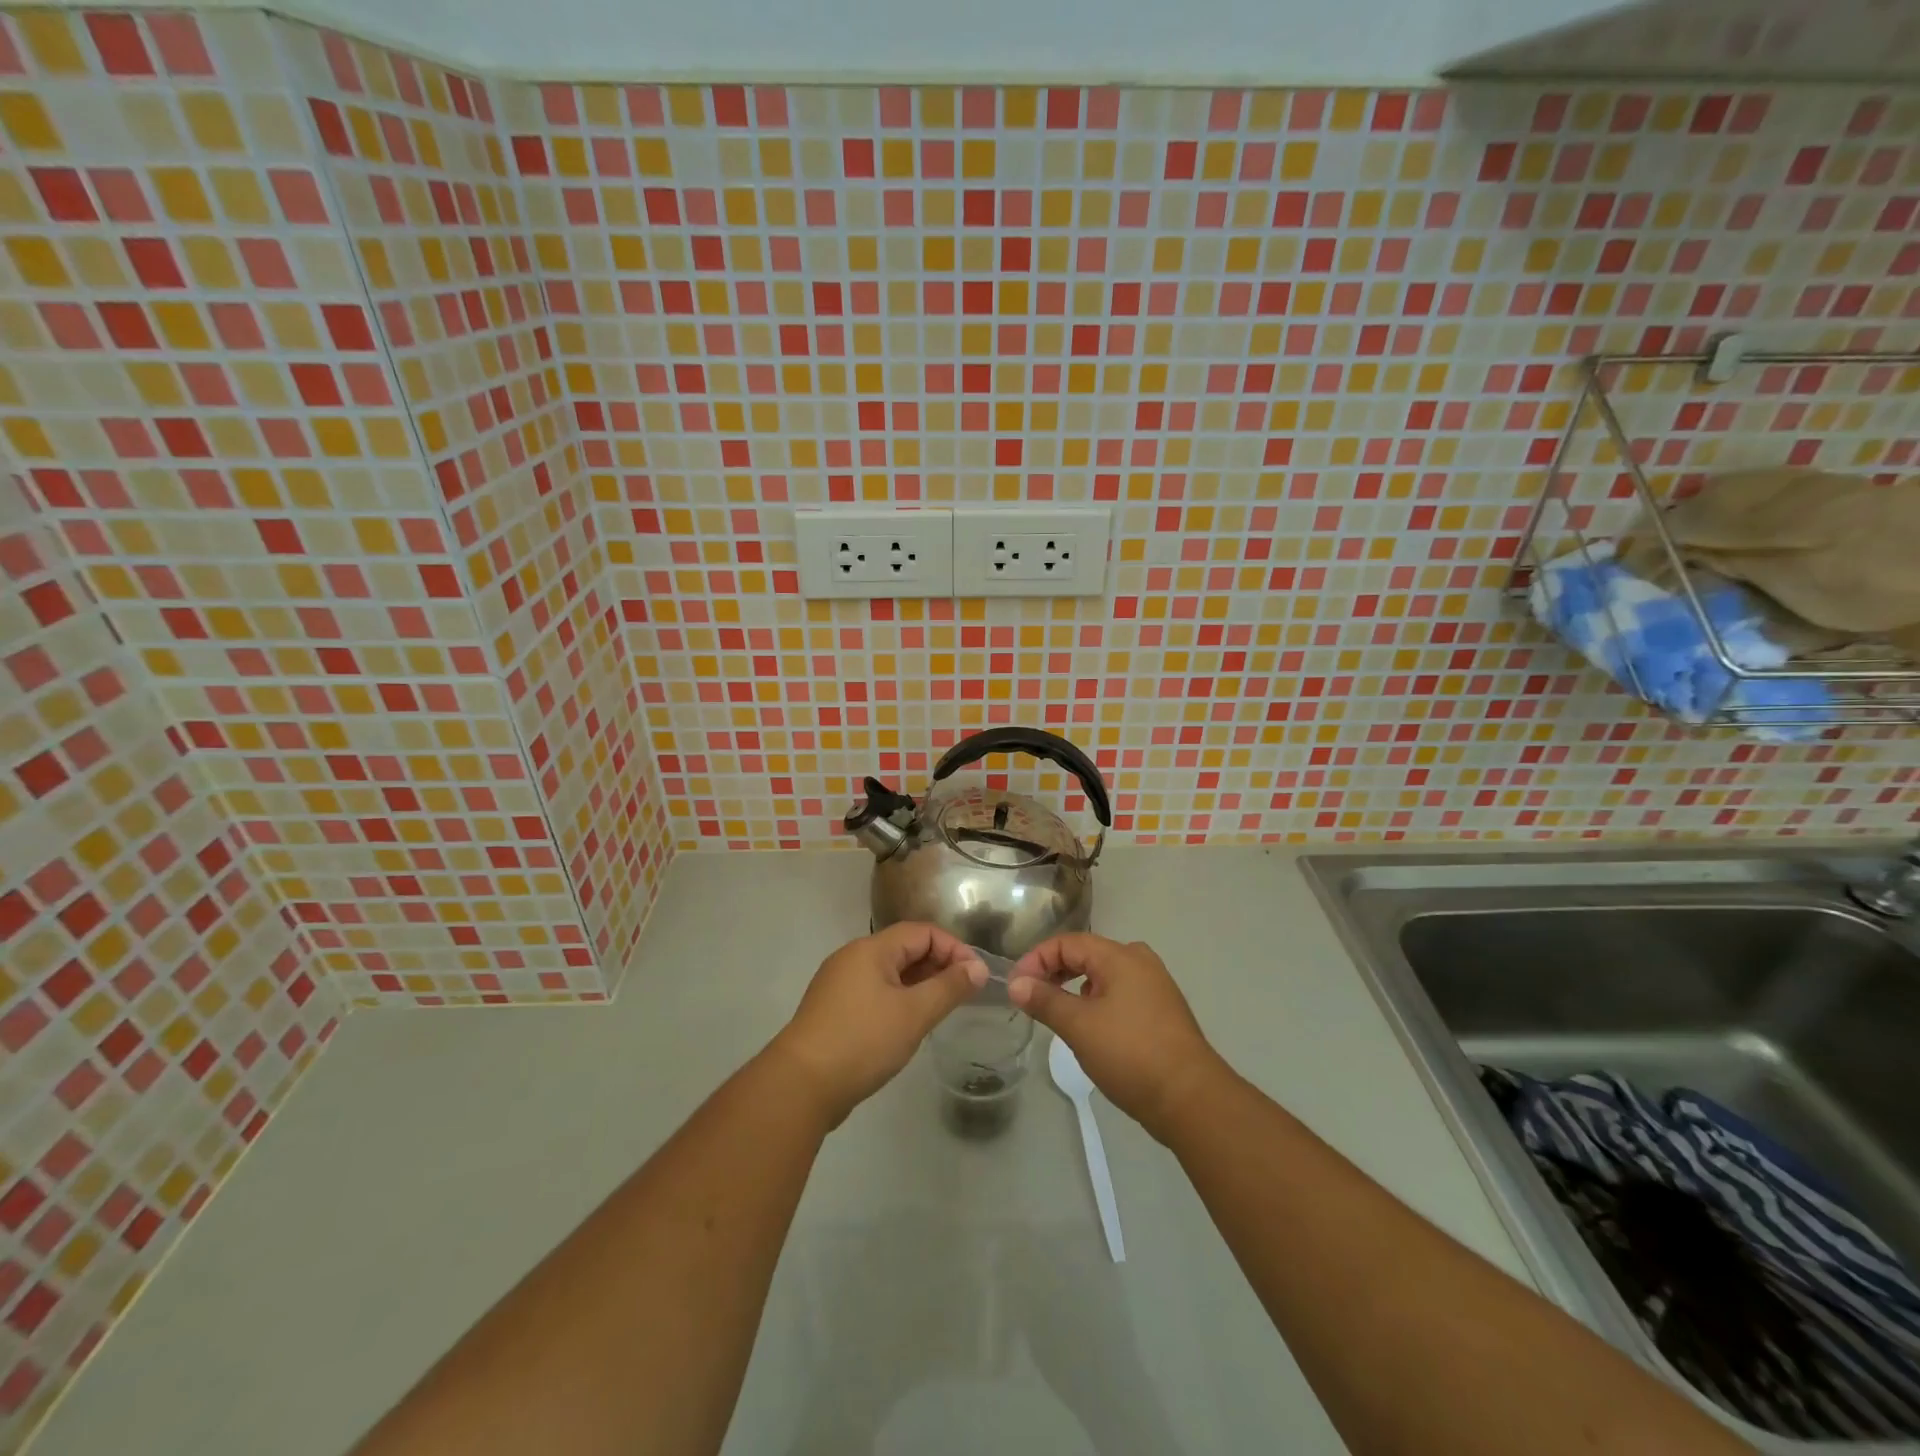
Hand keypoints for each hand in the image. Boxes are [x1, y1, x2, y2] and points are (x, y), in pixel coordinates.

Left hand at [770, 923, 986, 1126]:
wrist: (800, 1086)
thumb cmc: (862, 1041)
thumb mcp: (914, 1013)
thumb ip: (949, 987)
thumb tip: (977, 968)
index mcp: (870, 949)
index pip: (922, 932)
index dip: (953, 948)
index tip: (975, 976)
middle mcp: (853, 958)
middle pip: (905, 949)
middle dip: (938, 966)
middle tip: (964, 994)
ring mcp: (840, 985)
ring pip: (890, 973)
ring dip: (920, 984)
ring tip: (943, 1009)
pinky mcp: (834, 1010)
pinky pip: (876, 993)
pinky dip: (899, 1000)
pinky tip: (911, 1024)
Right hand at [1009, 934, 1227, 1139]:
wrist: (1191, 1099)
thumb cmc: (1131, 1054)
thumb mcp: (1079, 1026)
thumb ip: (1044, 1000)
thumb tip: (1015, 984)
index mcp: (1121, 956)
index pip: (1068, 943)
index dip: (1037, 959)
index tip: (1016, 986)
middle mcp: (1140, 962)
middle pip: (1087, 954)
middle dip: (1054, 971)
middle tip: (1031, 996)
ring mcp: (1154, 986)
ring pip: (1103, 976)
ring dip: (1075, 987)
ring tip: (1056, 1013)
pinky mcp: (1161, 1011)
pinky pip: (1119, 994)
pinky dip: (1096, 1002)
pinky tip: (1089, 1027)